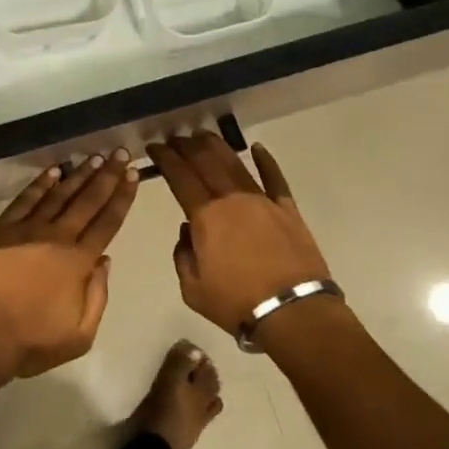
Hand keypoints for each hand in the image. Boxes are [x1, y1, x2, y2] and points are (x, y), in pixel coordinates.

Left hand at [0, 152, 139, 378]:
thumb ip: (98, 296)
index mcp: (78, 261)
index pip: (107, 222)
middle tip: (120, 153)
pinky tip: (53, 172)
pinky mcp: (1, 228)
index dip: (122, 197)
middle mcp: (57, 237)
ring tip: (94, 158)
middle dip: (107, 175)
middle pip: (87, 200)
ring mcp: (27, 229)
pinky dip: (41, 184)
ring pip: (59, 194)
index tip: (132, 175)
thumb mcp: (80, 335)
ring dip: (78, 175)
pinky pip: (25, 200)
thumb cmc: (32, 340)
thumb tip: (104, 260)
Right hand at [146, 134, 332, 336]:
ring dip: (217, 146)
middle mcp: (231, 199)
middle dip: (187, 146)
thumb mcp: (192, 289)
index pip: (180, 176)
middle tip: (175, 138)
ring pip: (235, 164)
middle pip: (206, 161)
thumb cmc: (238, 303)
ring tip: (203, 135)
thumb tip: (189, 232)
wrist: (294, 313)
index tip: (154, 147)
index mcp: (205, 216)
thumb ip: (182, 255)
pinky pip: (275, 178)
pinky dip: (266, 161)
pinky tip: (257, 148)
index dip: (165, 158)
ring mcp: (262, 200)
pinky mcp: (288, 209)